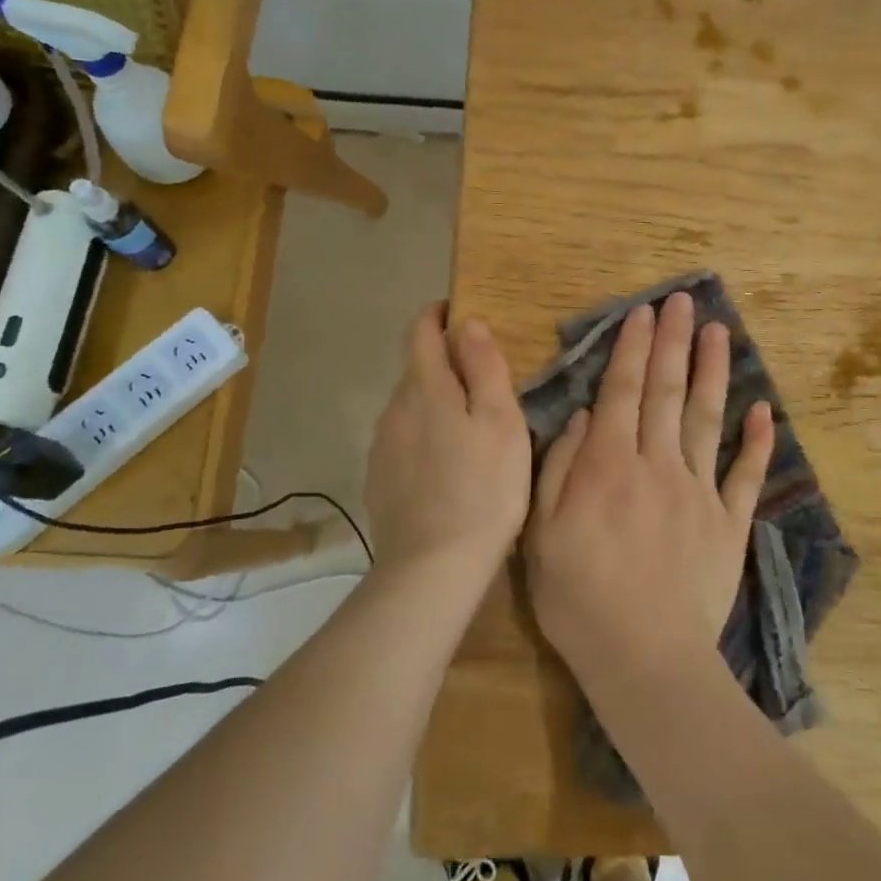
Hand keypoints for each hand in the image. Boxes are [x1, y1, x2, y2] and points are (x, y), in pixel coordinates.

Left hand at [364, 303, 530, 581]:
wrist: (433, 566)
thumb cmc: (483, 489)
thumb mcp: (502, 422)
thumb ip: (484, 367)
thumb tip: (467, 323)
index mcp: (426, 387)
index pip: (421, 331)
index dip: (437, 315)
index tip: (459, 313)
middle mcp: (394, 407)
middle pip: (417, 369)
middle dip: (445, 366)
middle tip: (484, 386)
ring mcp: (381, 444)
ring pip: (410, 406)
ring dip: (435, 404)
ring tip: (469, 431)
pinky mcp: (378, 477)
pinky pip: (402, 439)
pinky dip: (424, 437)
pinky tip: (446, 467)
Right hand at [525, 290, 774, 686]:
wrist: (644, 658)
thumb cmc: (580, 598)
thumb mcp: (542, 534)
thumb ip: (560, 469)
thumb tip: (584, 417)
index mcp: (609, 466)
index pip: (623, 392)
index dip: (634, 349)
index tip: (645, 313)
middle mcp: (657, 465)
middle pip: (667, 392)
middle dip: (674, 343)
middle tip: (683, 302)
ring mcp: (699, 492)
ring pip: (708, 419)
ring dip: (714, 372)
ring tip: (719, 332)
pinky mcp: (729, 523)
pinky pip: (746, 474)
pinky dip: (757, 441)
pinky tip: (764, 409)